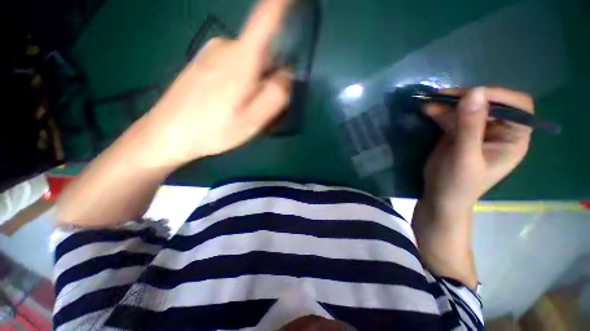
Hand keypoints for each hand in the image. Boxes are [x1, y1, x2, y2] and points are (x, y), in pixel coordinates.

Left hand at [142, 0, 293, 167]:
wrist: (167, 132)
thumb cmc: (213, 129)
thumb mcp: (252, 121)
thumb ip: (275, 96)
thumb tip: (287, 76)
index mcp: (242, 60)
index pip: (265, 18)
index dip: (280, 3)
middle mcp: (227, 46)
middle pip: (263, 51)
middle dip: (270, 74)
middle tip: (261, 105)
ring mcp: (212, 51)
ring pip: (249, 60)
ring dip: (255, 80)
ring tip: (242, 107)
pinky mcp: (204, 59)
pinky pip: (234, 63)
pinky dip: (241, 79)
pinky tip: (229, 100)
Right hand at [422, 87, 532, 210]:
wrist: (439, 195)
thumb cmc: (458, 183)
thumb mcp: (465, 156)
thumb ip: (470, 126)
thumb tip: (474, 91)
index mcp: (513, 139)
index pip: (517, 107)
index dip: (498, 96)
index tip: (471, 96)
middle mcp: (499, 131)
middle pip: (489, 103)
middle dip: (466, 98)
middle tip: (441, 95)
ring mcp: (477, 130)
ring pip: (466, 108)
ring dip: (448, 104)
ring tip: (428, 101)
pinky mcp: (458, 132)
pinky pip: (451, 116)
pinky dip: (439, 111)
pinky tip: (427, 109)